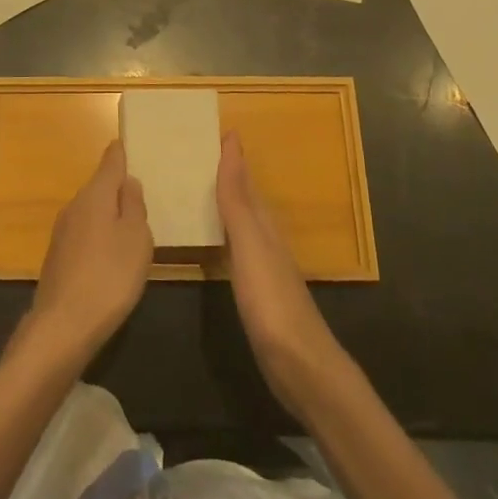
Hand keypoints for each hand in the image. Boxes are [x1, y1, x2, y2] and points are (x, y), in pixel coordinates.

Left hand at [25, 140, 151, 367]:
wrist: (63, 325)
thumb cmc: (110, 276)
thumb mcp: (137, 239)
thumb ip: (134, 206)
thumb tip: (128, 182)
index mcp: (96, 195)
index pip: (110, 162)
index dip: (120, 153)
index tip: (126, 143)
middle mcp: (75, 205)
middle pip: (99, 187)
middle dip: (116, 186)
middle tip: (139, 190)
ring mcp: (62, 231)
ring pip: (91, 211)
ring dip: (108, 213)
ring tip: (130, 223)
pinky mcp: (58, 256)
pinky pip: (84, 233)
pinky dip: (98, 235)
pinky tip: (109, 254)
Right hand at [217, 130, 350, 420]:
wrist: (301, 367)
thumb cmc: (271, 301)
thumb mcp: (250, 244)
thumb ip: (237, 199)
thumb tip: (233, 144)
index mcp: (264, 226)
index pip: (245, 181)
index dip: (231, 158)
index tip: (214, 131)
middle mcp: (266, 241)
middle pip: (245, 200)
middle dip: (227, 176)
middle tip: (197, 155)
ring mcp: (264, 269)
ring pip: (242, 224)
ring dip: (224, 204)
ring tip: (198, 190)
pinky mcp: (258, 295)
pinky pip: (236, 250)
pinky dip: (223, 236)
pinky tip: (215, 243)